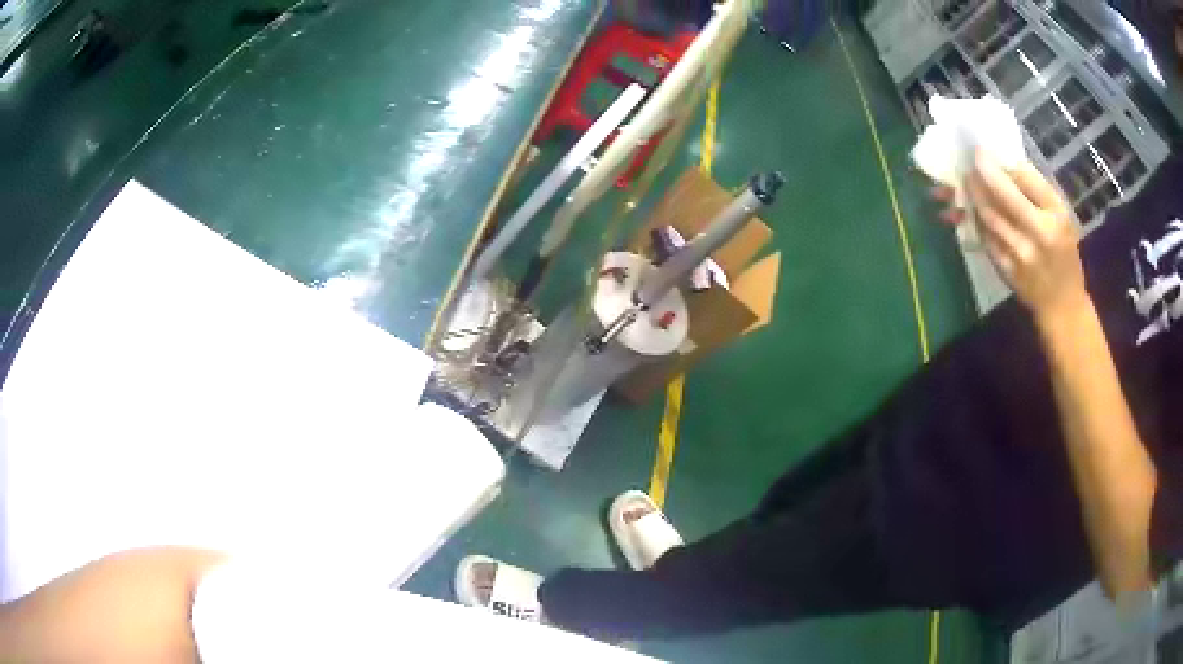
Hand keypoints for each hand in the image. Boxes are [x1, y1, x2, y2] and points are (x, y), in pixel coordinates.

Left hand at [937, 150, 1085, 321]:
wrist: (1062, 305)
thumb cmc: (1064, 254)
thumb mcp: (1061, 218)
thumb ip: (1037, 191)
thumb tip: (1005, 162)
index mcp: (1053, 217)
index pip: (1023, 179)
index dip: (998, 163)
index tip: (982, 149)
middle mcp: (1036, 234)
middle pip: (1000, 197)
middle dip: (979, 176)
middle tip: (970, 163)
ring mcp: (1018, 254)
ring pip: (987, 216)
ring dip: (973, 196)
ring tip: (966, 181)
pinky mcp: (1005, 269)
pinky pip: (984, 237)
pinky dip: (975, 219)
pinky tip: (971, 209)